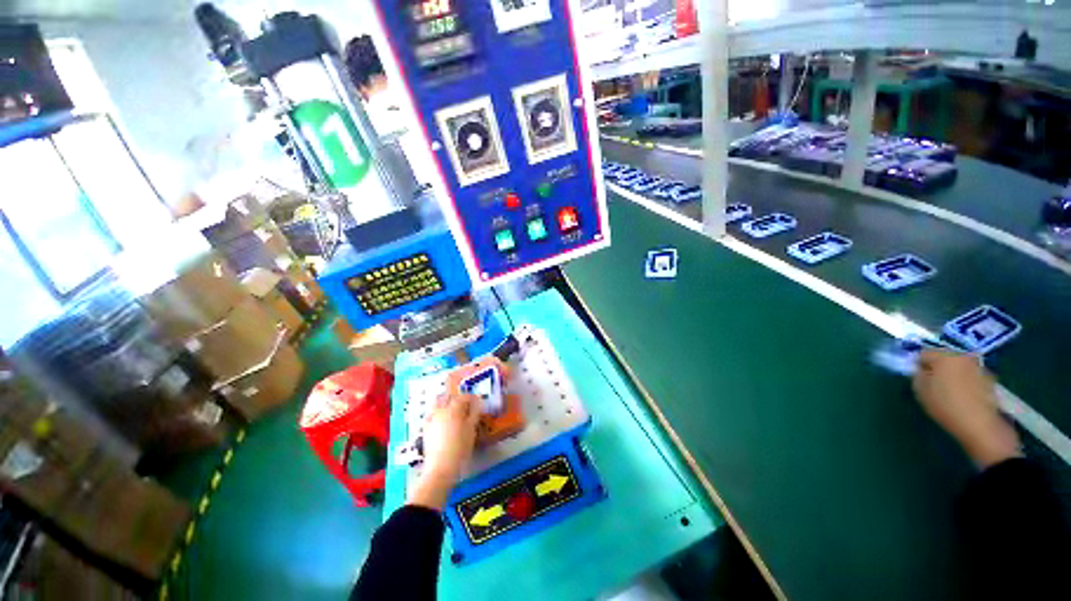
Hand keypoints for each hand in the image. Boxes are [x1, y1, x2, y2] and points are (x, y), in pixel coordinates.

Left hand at [407, 392, 481, 509]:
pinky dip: (438, 413)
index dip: (472, 398)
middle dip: (457, 398)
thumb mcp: (471, 429)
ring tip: (454, 412)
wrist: (441, 467)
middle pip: (448, 397)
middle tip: (466, 406)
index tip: (478, 402)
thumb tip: (477, 404)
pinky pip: (432, 414)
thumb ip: (474, 414)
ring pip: (438, 403)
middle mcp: (441, 410)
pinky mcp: (426, 428)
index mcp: (454, 408)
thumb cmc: (460, 447)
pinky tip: (444, 421)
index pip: (464, 397)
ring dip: (446, 404)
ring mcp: (432, 418)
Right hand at [913, 350, 1020, 468]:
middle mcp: (962, 355)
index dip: (917, 365)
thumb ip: (916, 375)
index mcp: (943, 355)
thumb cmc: (945, 404)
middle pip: (943, 358)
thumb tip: (919, 370)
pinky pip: (970, 375)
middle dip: (936, 368)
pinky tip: (963, 396)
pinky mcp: (989, 378)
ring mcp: (978, 366)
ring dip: (952, 374)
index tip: (917, 379)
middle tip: (933, 384)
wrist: (979, 423)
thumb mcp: (920, 390)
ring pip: (958, 366)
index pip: (923, 354)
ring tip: (949, 392)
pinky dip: (965, 382)